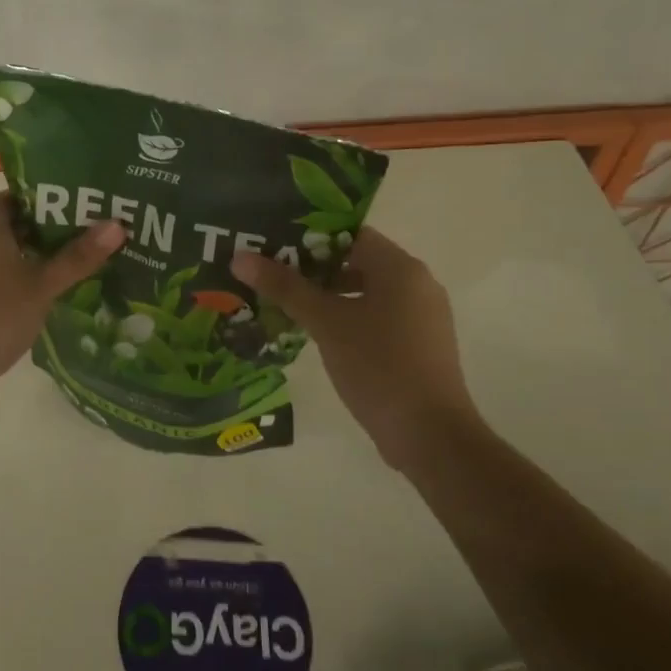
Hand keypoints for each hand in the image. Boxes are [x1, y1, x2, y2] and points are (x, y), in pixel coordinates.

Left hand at [0, 193, 125, 399]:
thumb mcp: (42, 284)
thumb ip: (78, 256)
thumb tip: (117, 224)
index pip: (8, 197)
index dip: (35, 194)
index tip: (70, 198)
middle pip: (16, 225)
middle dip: (50, 224)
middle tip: (90, 224)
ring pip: (16, 254)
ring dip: (45, 253)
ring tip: (86, 254)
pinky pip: (13, 278)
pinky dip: (36, 278)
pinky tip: (63, 288)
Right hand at [231, 228, 477, 469]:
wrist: (431, 436)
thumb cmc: (378, 366)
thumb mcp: (325, 323)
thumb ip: (285, 287)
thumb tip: (240, 257)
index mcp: (401, 268)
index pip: (350, 235)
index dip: (311, 238)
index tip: (275, 249)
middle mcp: (418, 284)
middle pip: (358, 262)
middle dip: (315, 270)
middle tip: (274, 277)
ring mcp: (423, 317)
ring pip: (368, 292)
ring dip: (330, 297)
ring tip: (288, 307)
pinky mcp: (422, 346)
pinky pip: (379, 317)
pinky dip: (350, 319)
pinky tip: (320, 336)